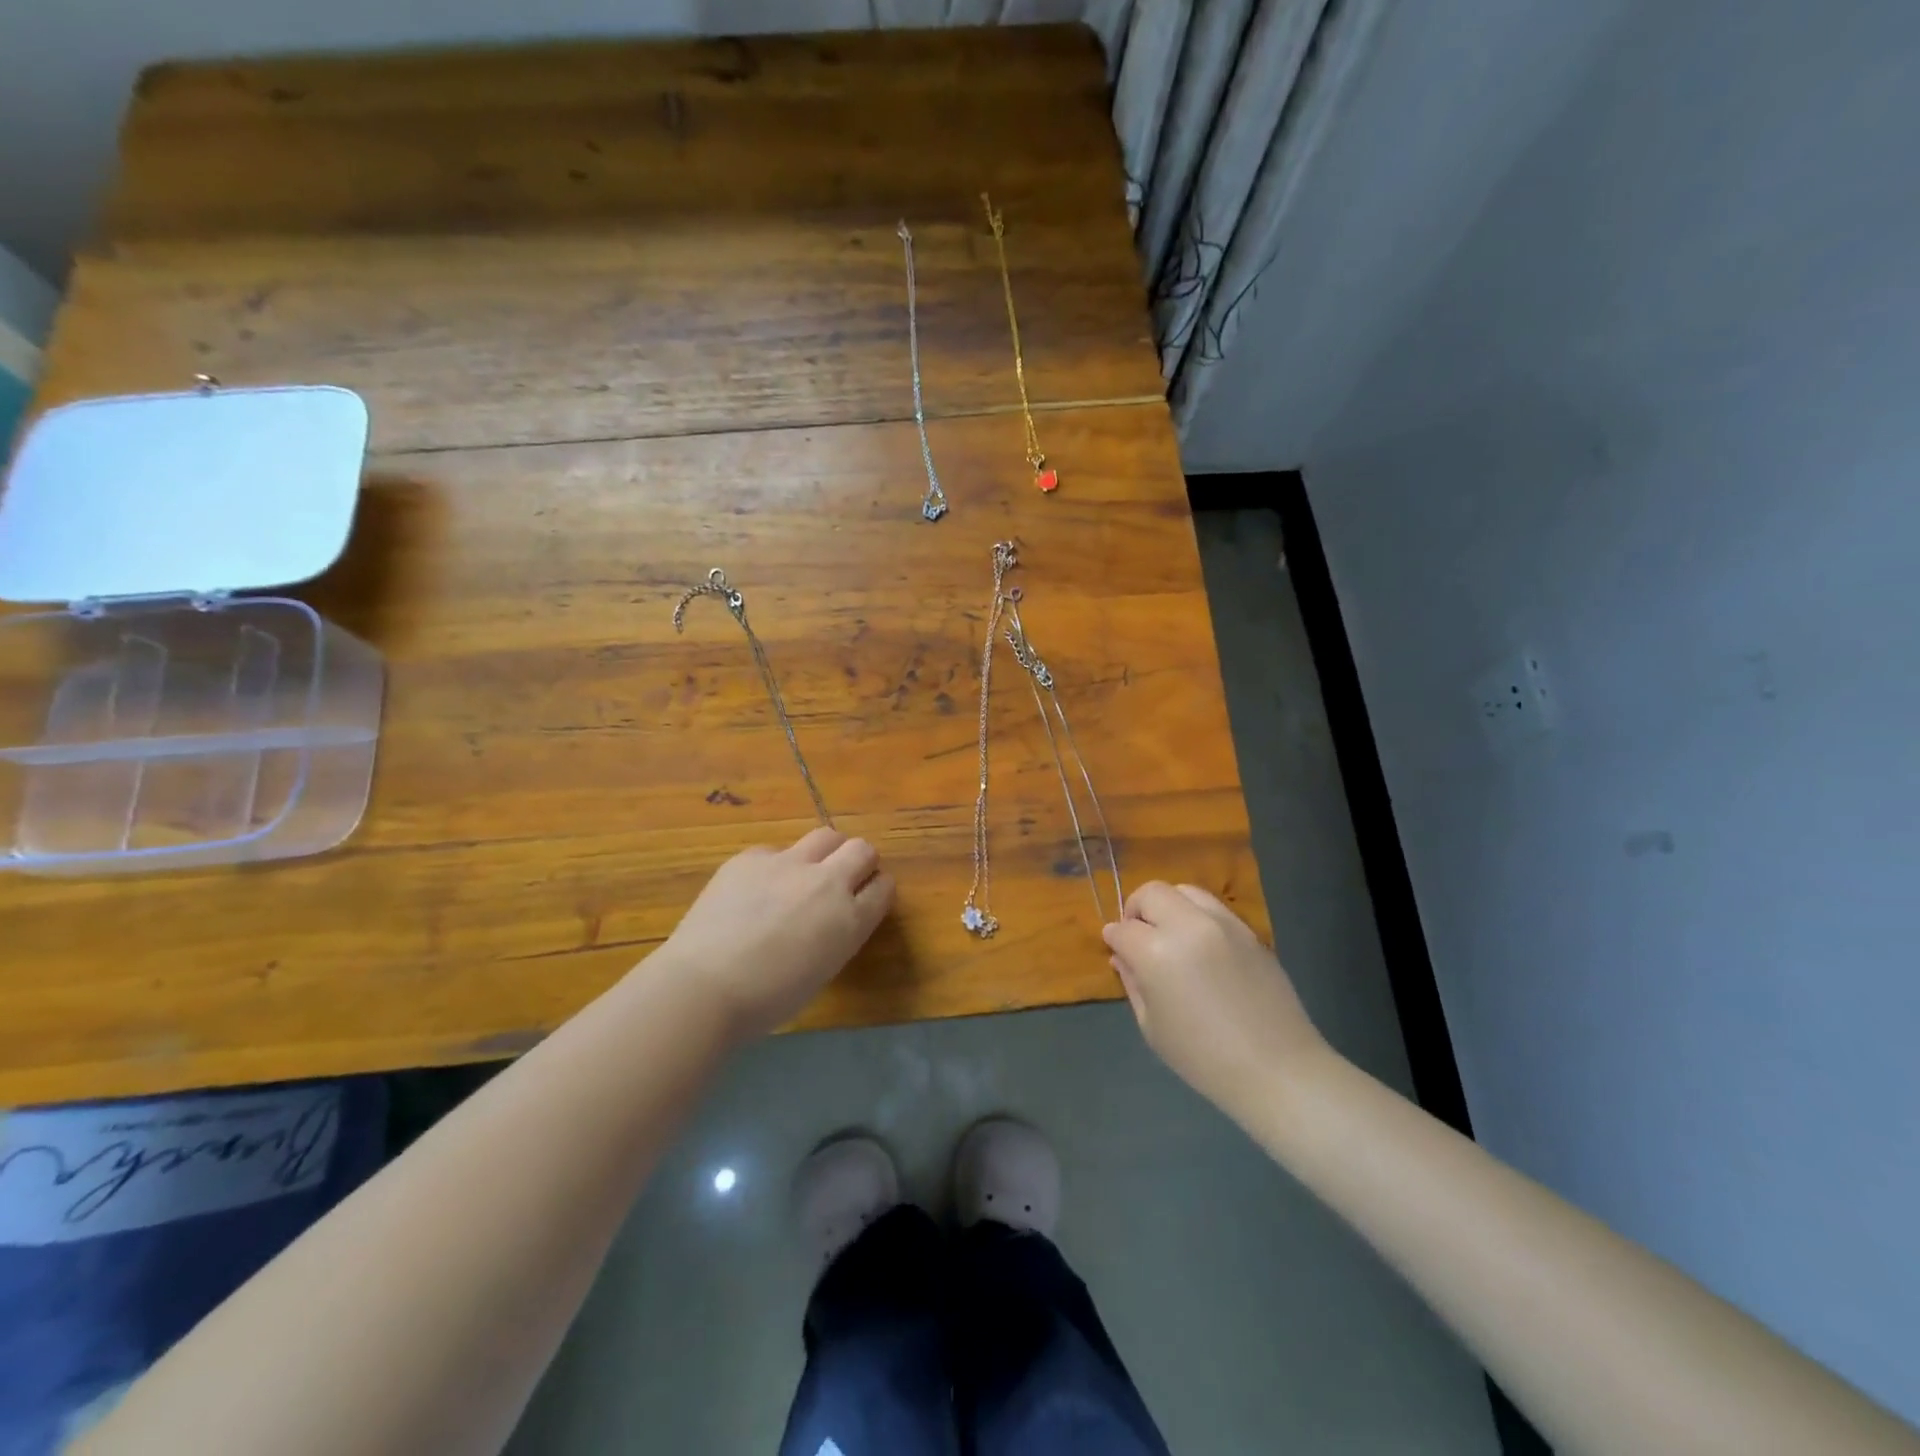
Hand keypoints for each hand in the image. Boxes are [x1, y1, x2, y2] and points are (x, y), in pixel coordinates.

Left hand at [656, 827, 894, 1041]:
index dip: (876, 890)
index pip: (884, 887)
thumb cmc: (766, 1000)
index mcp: (850, 920)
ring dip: (824, 853)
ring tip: (804, 875)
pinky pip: (775, 851)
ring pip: (825, 836)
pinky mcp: (751, 857)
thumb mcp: (821, 971)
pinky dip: (774, 867)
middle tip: (841, 881)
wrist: (703, 987)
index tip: (866, 898)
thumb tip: (830, 921)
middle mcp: (827, 883)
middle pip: (862, 850)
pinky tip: (753, 892)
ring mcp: (788, 864)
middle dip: (859, 862)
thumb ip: (836, 936)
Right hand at [1103, 882, 1331, 1118]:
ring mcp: (1223, 924)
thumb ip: (1133, 982)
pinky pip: (1213, 907)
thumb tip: (1122, 956)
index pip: (1123, 929)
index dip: (1114, 938)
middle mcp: (1188, 926)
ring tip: (1171, 934)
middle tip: (1139, 936)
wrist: (1277, 1070)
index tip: (1115, 948)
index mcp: (1157, 953)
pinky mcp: (1249, 931)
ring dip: (1168, 906)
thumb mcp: (1152, 1026)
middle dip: (1137, 909)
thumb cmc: (1204, 1058)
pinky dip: (1196, 915)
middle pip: (1151, 893)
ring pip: (1184, 890)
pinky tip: (1201, 946)